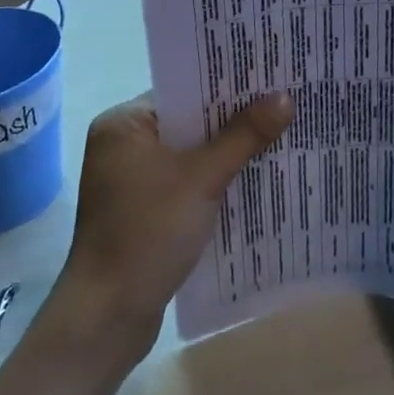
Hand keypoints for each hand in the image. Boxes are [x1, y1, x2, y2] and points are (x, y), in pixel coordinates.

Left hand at [54, 91, 291, 364]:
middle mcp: (123, 145)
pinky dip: (214, 181)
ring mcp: (131, 181)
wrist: (108, 316)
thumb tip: (284, 97)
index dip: (227, 86)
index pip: (183, 91)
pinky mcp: (143, 211)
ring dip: (227, 152)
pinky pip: (186, 182)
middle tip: (283, 104)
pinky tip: (252, 179)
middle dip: (233, 120)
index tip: (269, 78)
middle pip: (189, 122)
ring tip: (279, 136)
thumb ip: (243, 136)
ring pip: (191, 154)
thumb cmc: (148, 232)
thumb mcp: (202, 179)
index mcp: (123, 124)